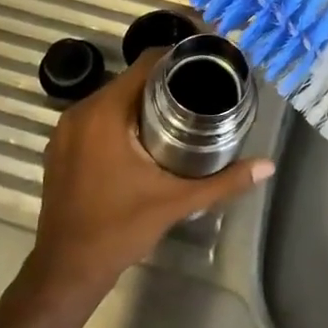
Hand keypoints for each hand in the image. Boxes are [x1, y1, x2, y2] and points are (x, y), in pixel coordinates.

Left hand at [28, 50, 273, 300]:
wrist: (66, 270)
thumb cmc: (119, 229)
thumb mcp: (175, 202)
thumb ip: (223, 182)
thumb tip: (267, 166)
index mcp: (105, 112)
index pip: (144, 63)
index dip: (176, 58)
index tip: (204, 65)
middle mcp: (80, 111)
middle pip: (129, 79)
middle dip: (163, 82)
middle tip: (199, 91)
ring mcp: (65, 129)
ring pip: (112, 98)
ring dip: (141, 100)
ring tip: (178, 111)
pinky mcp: (59, 146)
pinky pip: (95, 116)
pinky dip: (119, 117)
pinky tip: (144, 135)